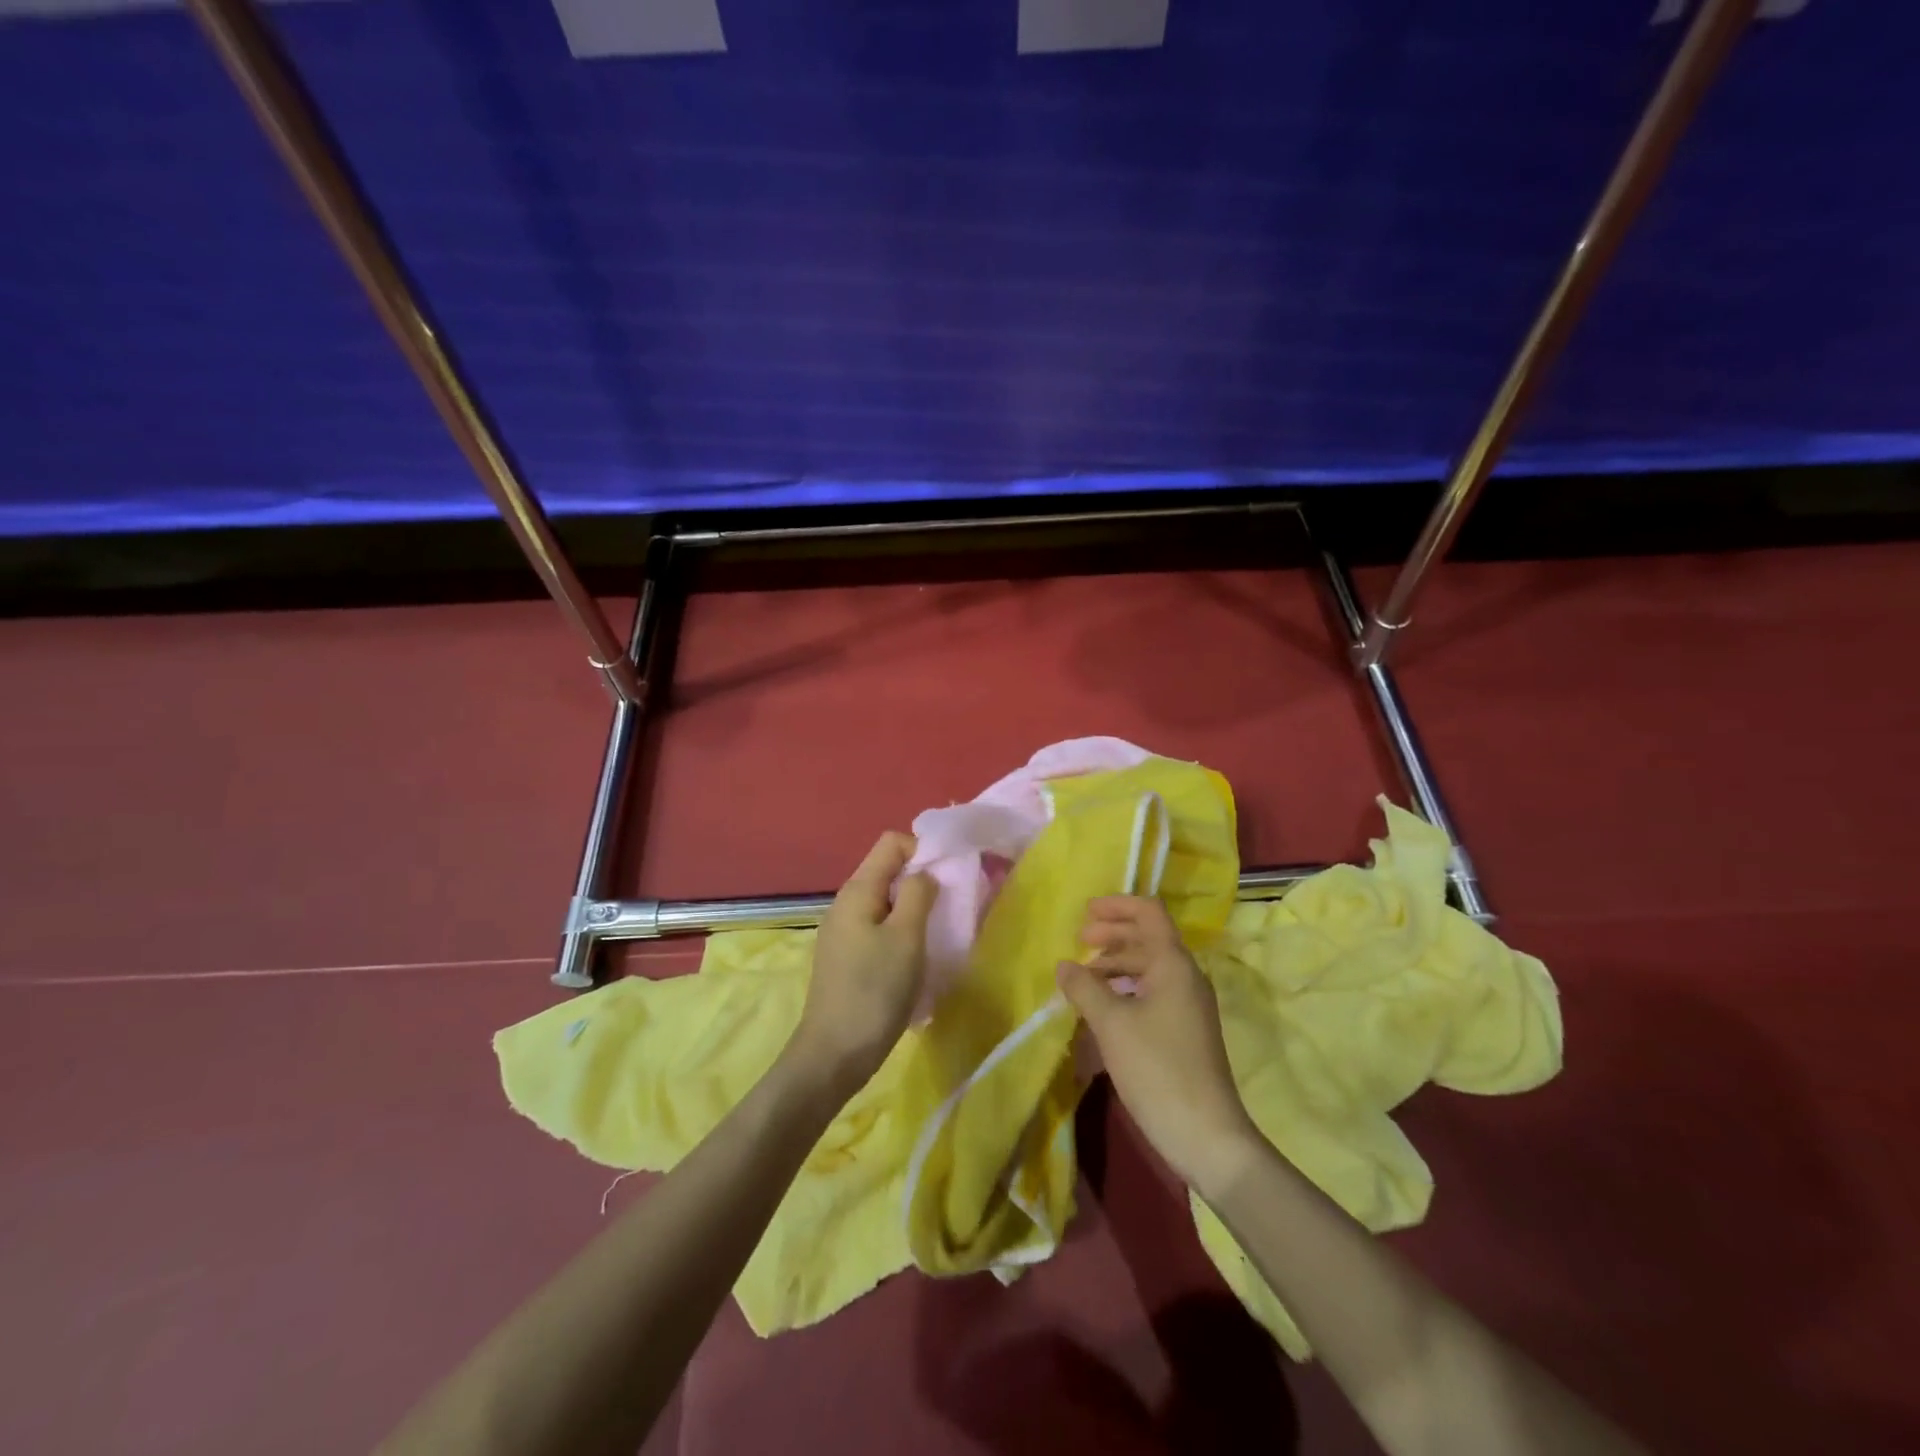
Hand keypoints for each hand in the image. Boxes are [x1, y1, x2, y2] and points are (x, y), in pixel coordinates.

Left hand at [791, 831, 937, 1092]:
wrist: (834, 1054)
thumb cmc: (874, 991)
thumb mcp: (906, 937)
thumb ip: (919, 894)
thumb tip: (924, 872)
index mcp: (858, 890)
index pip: (891, 843)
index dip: (922, 850)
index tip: (946, 879)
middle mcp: (846, 903)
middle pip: (888, 871)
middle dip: (921, 881)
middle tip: (948, 909)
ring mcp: (843, 931)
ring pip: (886, 902)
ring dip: (913, 910)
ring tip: (936, 935)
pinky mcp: (846, 957)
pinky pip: (878, 928)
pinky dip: (900, 933)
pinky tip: (914, 959)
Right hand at [1057, 896, 1261, 1199]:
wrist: (1206, 1135)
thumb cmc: (1157, 1069)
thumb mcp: (1111, 1024)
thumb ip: (1084, 988)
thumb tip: (1065, 965)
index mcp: (1173, 964)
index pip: (1149, 913)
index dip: (1117, 906)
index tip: (1085, 913)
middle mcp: (1184, 977)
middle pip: (1147, 938)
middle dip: (1111, 935)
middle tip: (1078, 942)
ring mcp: (1186, 1006)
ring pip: (1147, 968)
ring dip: (1114, 966)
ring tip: (1082, 979)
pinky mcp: (1182, 1031)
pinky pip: (1149, 994)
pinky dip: (1123, 991)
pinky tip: (1100, 1010)